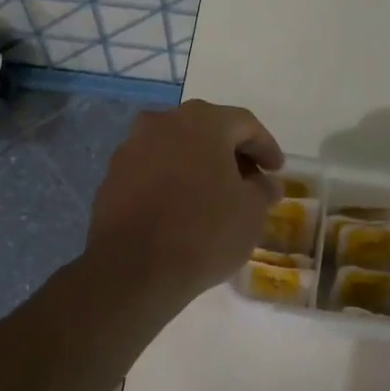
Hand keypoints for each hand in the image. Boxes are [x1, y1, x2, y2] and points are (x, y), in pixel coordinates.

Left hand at [86, 100, 283, 301]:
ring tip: (214, 196)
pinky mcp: (112, 176)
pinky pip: (152, 169)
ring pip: (176, 148)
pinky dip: (172, 181)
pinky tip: (182, 208)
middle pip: (208, 130)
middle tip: (249, 181)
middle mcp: (164, 121)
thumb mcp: (251, 212)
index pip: (245, 124)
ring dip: (199, 165)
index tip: (277, 171)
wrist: (133, 269)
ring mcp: (132, 147)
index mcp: (202, 121)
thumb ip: (264, 190)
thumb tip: (266, 183)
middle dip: (231, 154)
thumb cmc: (204, 231)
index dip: (266, 147)